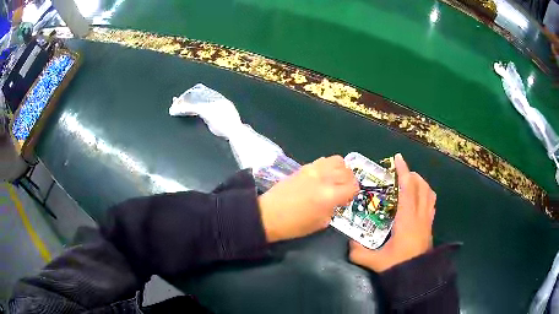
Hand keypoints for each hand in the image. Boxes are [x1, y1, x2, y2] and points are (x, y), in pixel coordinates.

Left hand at [258, 155, 358, 242]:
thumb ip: (334, 208)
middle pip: (348, 172)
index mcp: (330, 195)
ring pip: (338, 161)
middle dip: (349, 182)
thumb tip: (338, 200)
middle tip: (342, 191)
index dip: (353, 193)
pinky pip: (324, 161)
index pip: (353, 186)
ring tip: (335, 180)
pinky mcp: (305, 167)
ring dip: (341, 171)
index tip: (347, 199)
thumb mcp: (321, 222)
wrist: (269, 214)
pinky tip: (323, 177)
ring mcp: (314, 169)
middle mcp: (325, 178)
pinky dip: (329, 167)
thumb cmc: (295, 225)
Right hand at [349, 153, 435, 271]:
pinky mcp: (430, 225)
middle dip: (411, 175)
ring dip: (420, 183)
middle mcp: (420, 215)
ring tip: (410, 183)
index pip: (408, 189)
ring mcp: (427, 220)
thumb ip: (358, 252)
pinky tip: (419, 199)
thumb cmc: (397, 265)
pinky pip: (431, 203)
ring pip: (429, 193)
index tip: (399, 158)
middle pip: (421, 186)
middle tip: (400, 174)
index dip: (404, 172)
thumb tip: (349, 243)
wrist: (417, 277)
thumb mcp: (374, 260)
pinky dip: (426, 194)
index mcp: (407, 219)